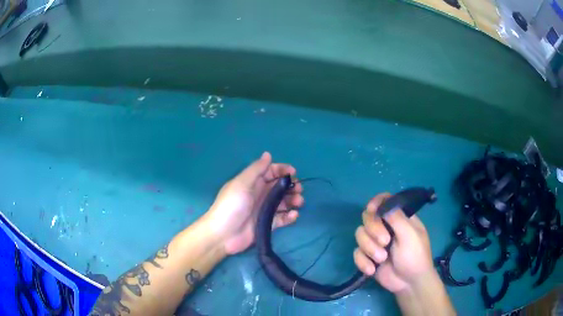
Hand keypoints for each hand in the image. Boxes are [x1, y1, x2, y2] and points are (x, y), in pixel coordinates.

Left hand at [205, 152, 303, 254]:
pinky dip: (290, 216)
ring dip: (293, 200)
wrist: (224, 234)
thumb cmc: (232, 205)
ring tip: (298, 202)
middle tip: (298, 190)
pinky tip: (294, 215)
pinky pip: (282, 218)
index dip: (282, 170)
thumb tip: (268, 154)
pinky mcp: (268, 224)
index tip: (293, 173)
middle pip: (280, 187)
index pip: (271, 172)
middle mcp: (260, 194)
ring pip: (283, 202)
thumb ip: (256, 169)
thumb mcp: (242, 183)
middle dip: (291, 186)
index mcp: (253, 182)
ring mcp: (264, 210)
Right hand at [353, 193, 433, 292]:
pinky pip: (356, 253)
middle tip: (385, 241)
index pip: (384, 201)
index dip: (376, 203)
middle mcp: (386, 227)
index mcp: (399, 218)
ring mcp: (375, 242)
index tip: (372, 210)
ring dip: (369, 248)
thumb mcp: (410, 235)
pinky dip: (363, 261)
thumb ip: (396, 218)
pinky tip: (372, 270)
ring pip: (360, 235)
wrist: (409, 283)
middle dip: (373, 230)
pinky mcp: (368, 256)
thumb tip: (383, 202)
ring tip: (381, 259)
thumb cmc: (415, 256)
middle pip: (368, 217)